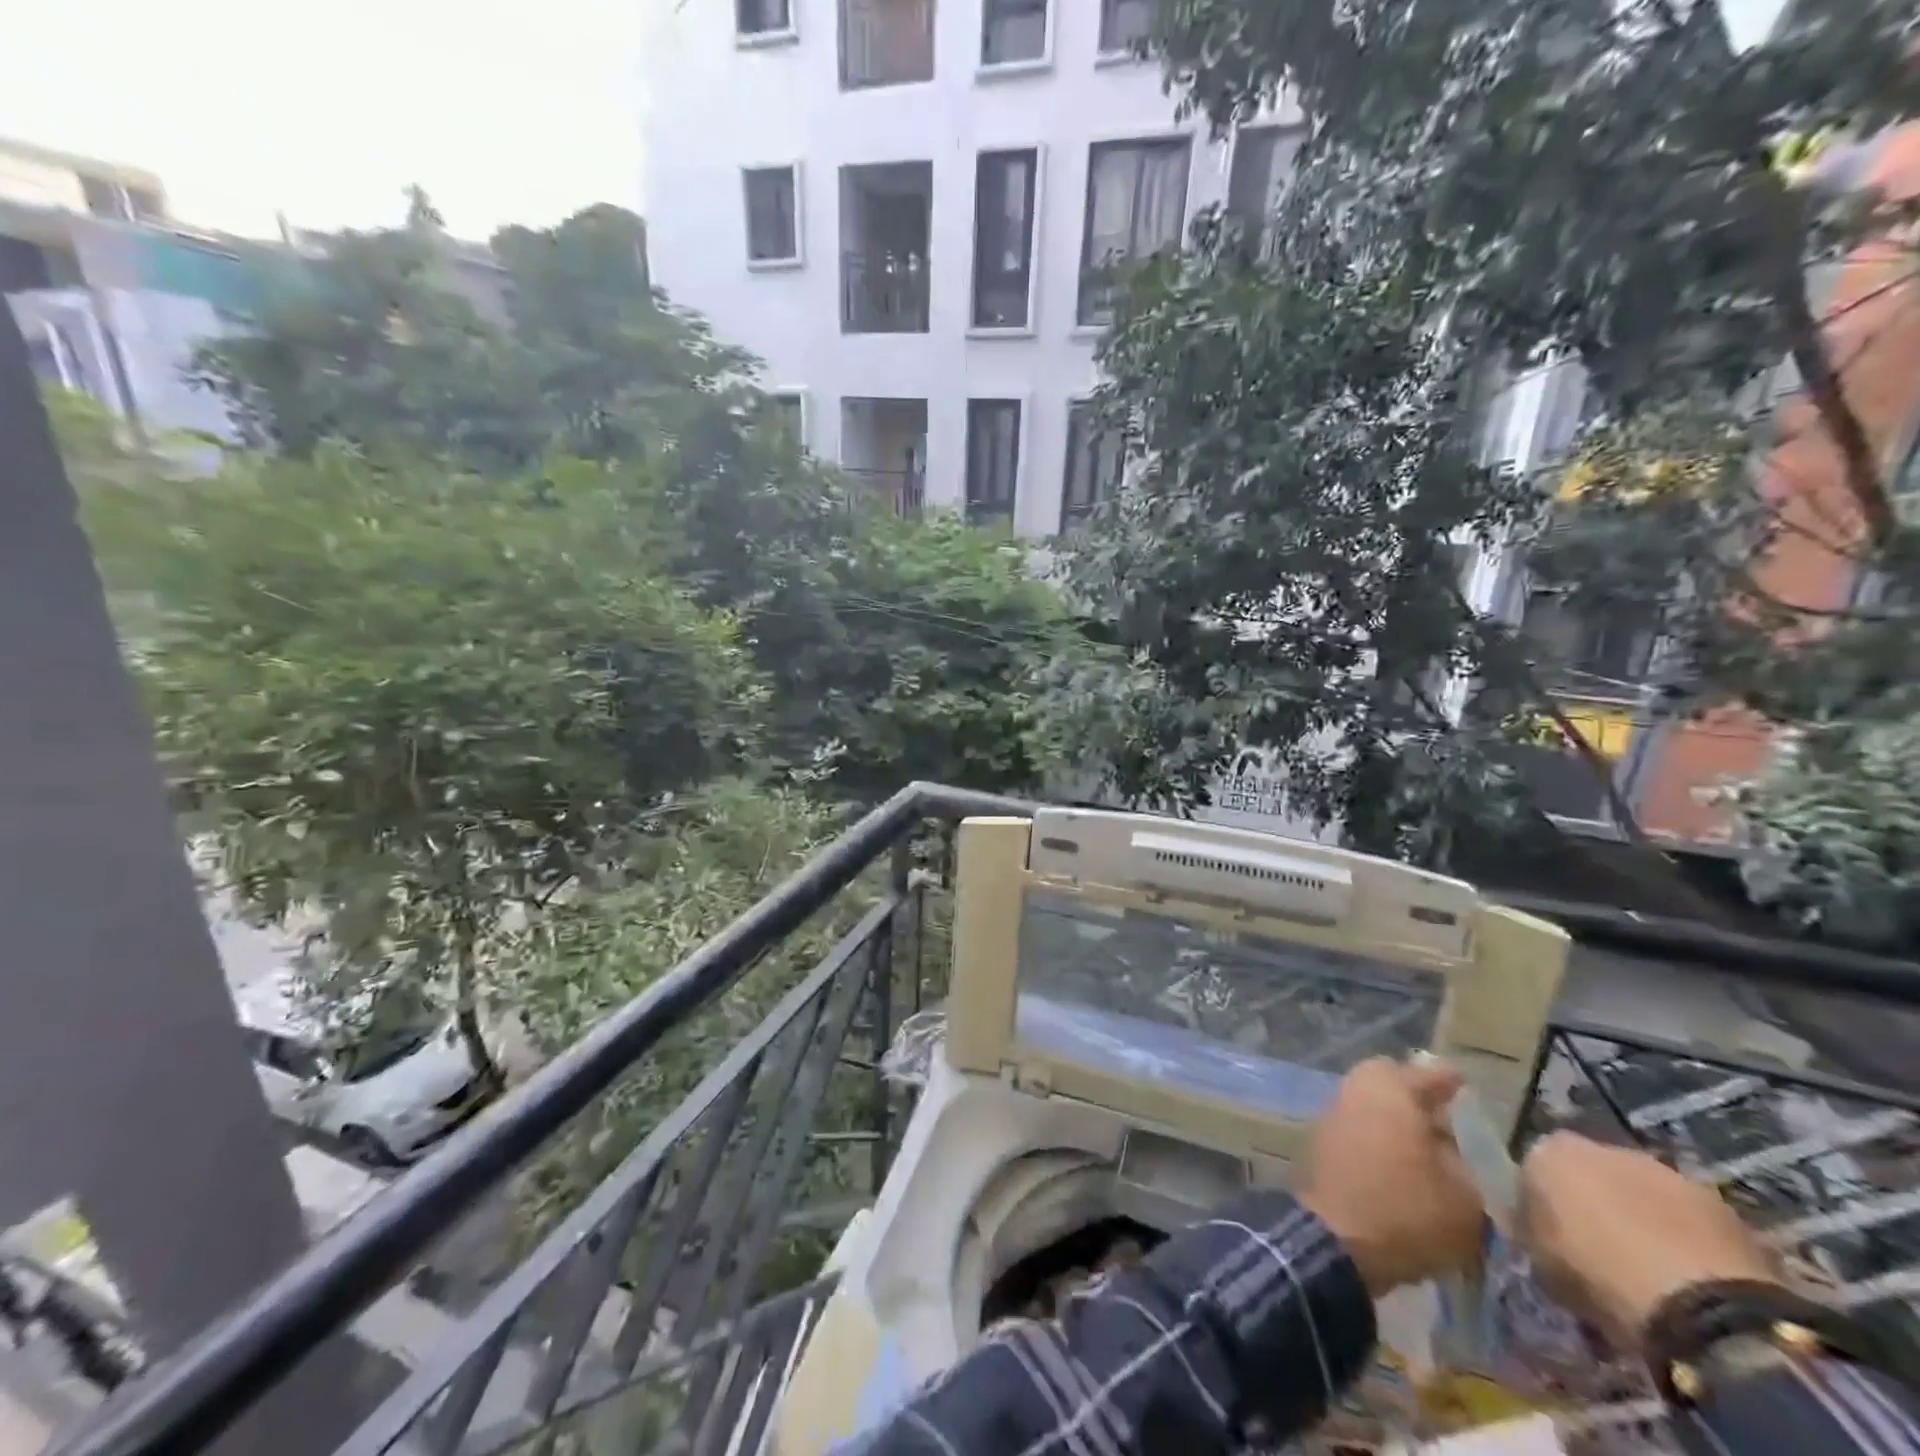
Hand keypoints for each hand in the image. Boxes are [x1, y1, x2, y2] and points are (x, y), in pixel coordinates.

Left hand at [1299, 1057, 1484, 1294]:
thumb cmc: (1407, 1210)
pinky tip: (1397, 1161)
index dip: (1451, 1082)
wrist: (1336, 1238)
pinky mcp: (1320, 1137)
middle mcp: (1357, 1089)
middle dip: (1415, 1093)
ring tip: (1425, 1147)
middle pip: (1389, 1079)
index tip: (1465, 1087)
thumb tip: (1455, 1148)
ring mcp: (1333, 1111)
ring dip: (1394, 1115)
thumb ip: (1466, 1164)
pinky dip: (1376, 1133)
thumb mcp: (1465, 1197)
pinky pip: (1356, 1123)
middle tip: (1443, 1119)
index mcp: (1392, 1090)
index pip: (1429, 1075)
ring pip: (1369, 1100)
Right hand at [1517, 1133, 1781, 1344]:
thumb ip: (1533, 1229)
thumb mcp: (1538, 1258)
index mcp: (1547, 1152)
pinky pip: (1686, 1219)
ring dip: (1643, 1219)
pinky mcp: (1717, 1202)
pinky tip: (1690, 1278)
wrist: (1697, 1302)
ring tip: (1653, 1270)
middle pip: (1592, 1174)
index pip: (1535, 1171)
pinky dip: (1684, 1239)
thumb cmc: (1596, 1275)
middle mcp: (1600, 1147)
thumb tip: (1539, 1228)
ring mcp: (1663, 1171)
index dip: (1542, 1204)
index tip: (1551, 1236)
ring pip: (1642, 1193)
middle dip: (1597, 1204)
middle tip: (1603, 1251)